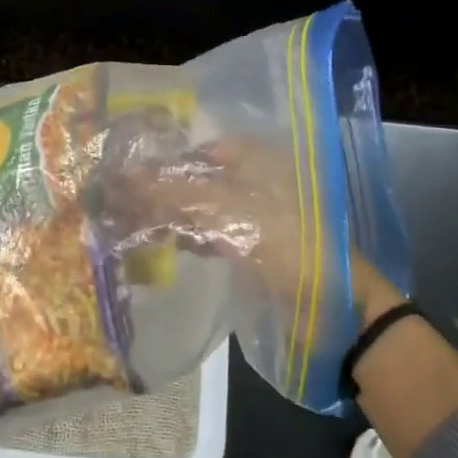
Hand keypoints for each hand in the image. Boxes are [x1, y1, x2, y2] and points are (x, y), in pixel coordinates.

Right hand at [99, 135, 317, 303]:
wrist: (335, 306)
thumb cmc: (286, 243)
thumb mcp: (229, 212)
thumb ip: (177, 193)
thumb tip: (125, 176)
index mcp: (257, 160)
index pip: (200, 150)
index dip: (165, 161)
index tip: (129, 175)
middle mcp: (254, 180)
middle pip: (198, 179)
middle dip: (162, 190)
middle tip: (121, 202)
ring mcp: (253, 215)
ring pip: (201, 208)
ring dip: (169, 215)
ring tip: (130, 222)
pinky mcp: (251, 245)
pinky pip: (210, 233)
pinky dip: (187, 236)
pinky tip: (160, 243)